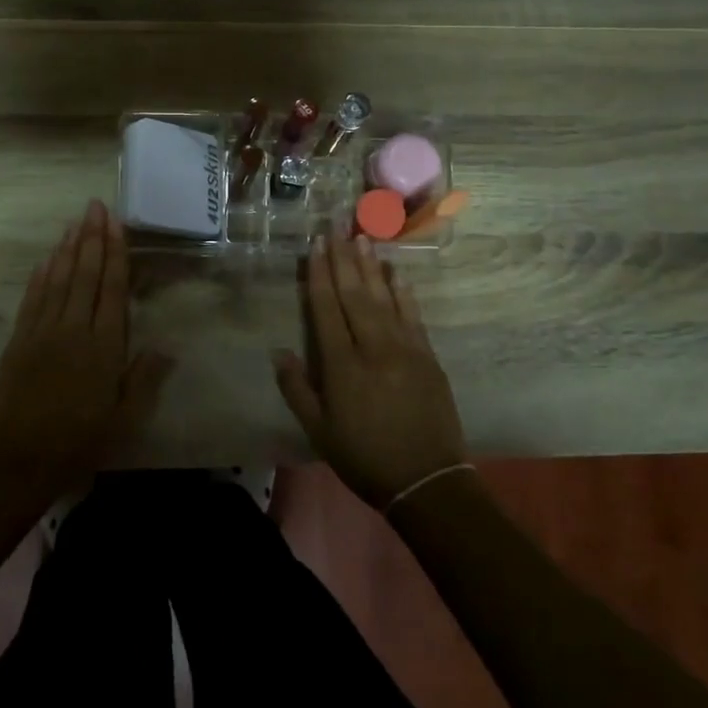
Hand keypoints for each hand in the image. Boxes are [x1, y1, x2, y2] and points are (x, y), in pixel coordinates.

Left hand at [0, 200, 171, 504]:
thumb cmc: (78, 442)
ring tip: (75, 222)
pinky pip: (32, 299)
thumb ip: (144, 380)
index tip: (116, 223)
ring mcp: (42, 332)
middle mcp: (73, 329)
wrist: (17, 462)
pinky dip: (40, 276)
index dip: (115, 253)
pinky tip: (46, 259)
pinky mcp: (19, 341)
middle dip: (92, 238)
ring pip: (58, 280)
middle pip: (85, 274)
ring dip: (67, 249)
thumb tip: (168, 347)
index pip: (112, 288)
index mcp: (104, 346)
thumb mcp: (123, 419)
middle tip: (95, 206)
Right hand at [273, 233, 467, 509]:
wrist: (427, 480)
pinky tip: (396, 272)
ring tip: (362, 237)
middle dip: (342, 258)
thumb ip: (297, 389)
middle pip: (354, 294)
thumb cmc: (365, 457)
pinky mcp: (428, 356)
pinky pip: (413, 315)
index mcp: (342, 365)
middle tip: (336, 227)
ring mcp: (405, 349)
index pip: (326, 308)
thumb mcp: (319, 432)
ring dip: (371, 266)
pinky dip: (404, 291)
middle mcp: (373, 347)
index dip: (319, 274)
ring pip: (384, 297)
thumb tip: (279, 351)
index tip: (315, 244)